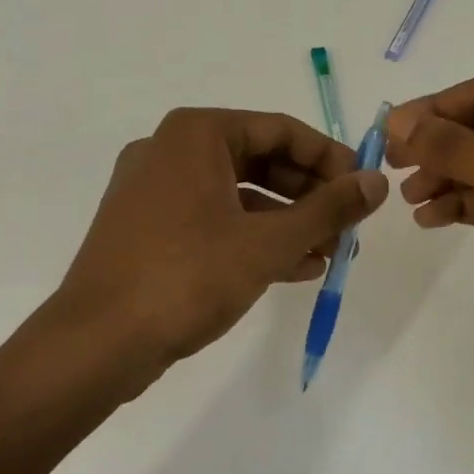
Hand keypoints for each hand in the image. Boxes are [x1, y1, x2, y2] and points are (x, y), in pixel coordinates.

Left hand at [55, 107, 388, 376]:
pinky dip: (253, 238)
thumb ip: (328, 209)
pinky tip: (295, 268)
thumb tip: (377, 182)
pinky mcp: (149, 229)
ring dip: (287, 221)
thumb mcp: (267, 242)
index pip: (280, 129)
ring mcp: (155, 191)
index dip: (329, 158)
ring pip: (238, 194)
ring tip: (329, 253)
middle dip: (309, 195)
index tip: (362, 189)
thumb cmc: (186, 277)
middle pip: (260, 160)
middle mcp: (171, 151)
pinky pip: (214, 220)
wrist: (96, 344)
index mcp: (196, 135)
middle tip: (347, 226)